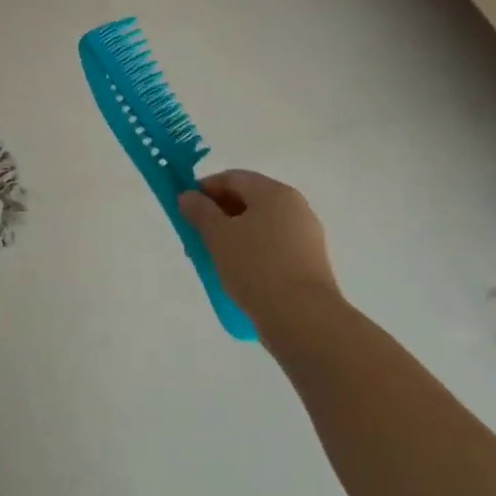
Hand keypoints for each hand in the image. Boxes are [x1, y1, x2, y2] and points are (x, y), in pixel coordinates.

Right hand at [178, 170, 340, 325]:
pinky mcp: (309, 262)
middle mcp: (295, 206)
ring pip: (260, 225)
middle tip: (196, 235)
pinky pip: (273, 246)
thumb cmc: (256, 267)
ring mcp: (306, 235)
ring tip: (213, 258)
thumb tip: (187, 196)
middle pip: (249, 200)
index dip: (205, 188)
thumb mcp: (218, 236)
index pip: (233, 178)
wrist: (303, 317)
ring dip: (234, 235)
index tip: (185, 207)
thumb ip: (200, 211)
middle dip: (218, 214)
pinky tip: (238, 273)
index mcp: (274, 192)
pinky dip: (252, 251)